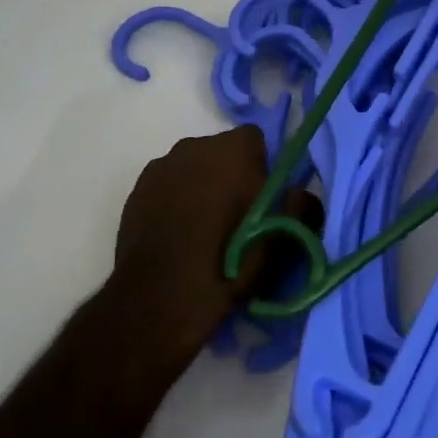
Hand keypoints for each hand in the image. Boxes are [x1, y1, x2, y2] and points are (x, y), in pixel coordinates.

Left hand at [110, 124, 319, 364]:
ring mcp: (160, 167)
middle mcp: (194, 146)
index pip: (255, 139)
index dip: (261, 166)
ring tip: (203, 229)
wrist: (161, 298)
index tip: (262, 198)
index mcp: (232, 150)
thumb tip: (299, 193)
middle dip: (229, 174)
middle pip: (221, 152)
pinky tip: (177, 235)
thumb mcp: (281, 240)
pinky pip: (166, 186)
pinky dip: (174, 201)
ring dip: (200, 187)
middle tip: (235, 216)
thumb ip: (301, 206)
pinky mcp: (136, 191)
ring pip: (191, 168)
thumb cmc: (229, 261)